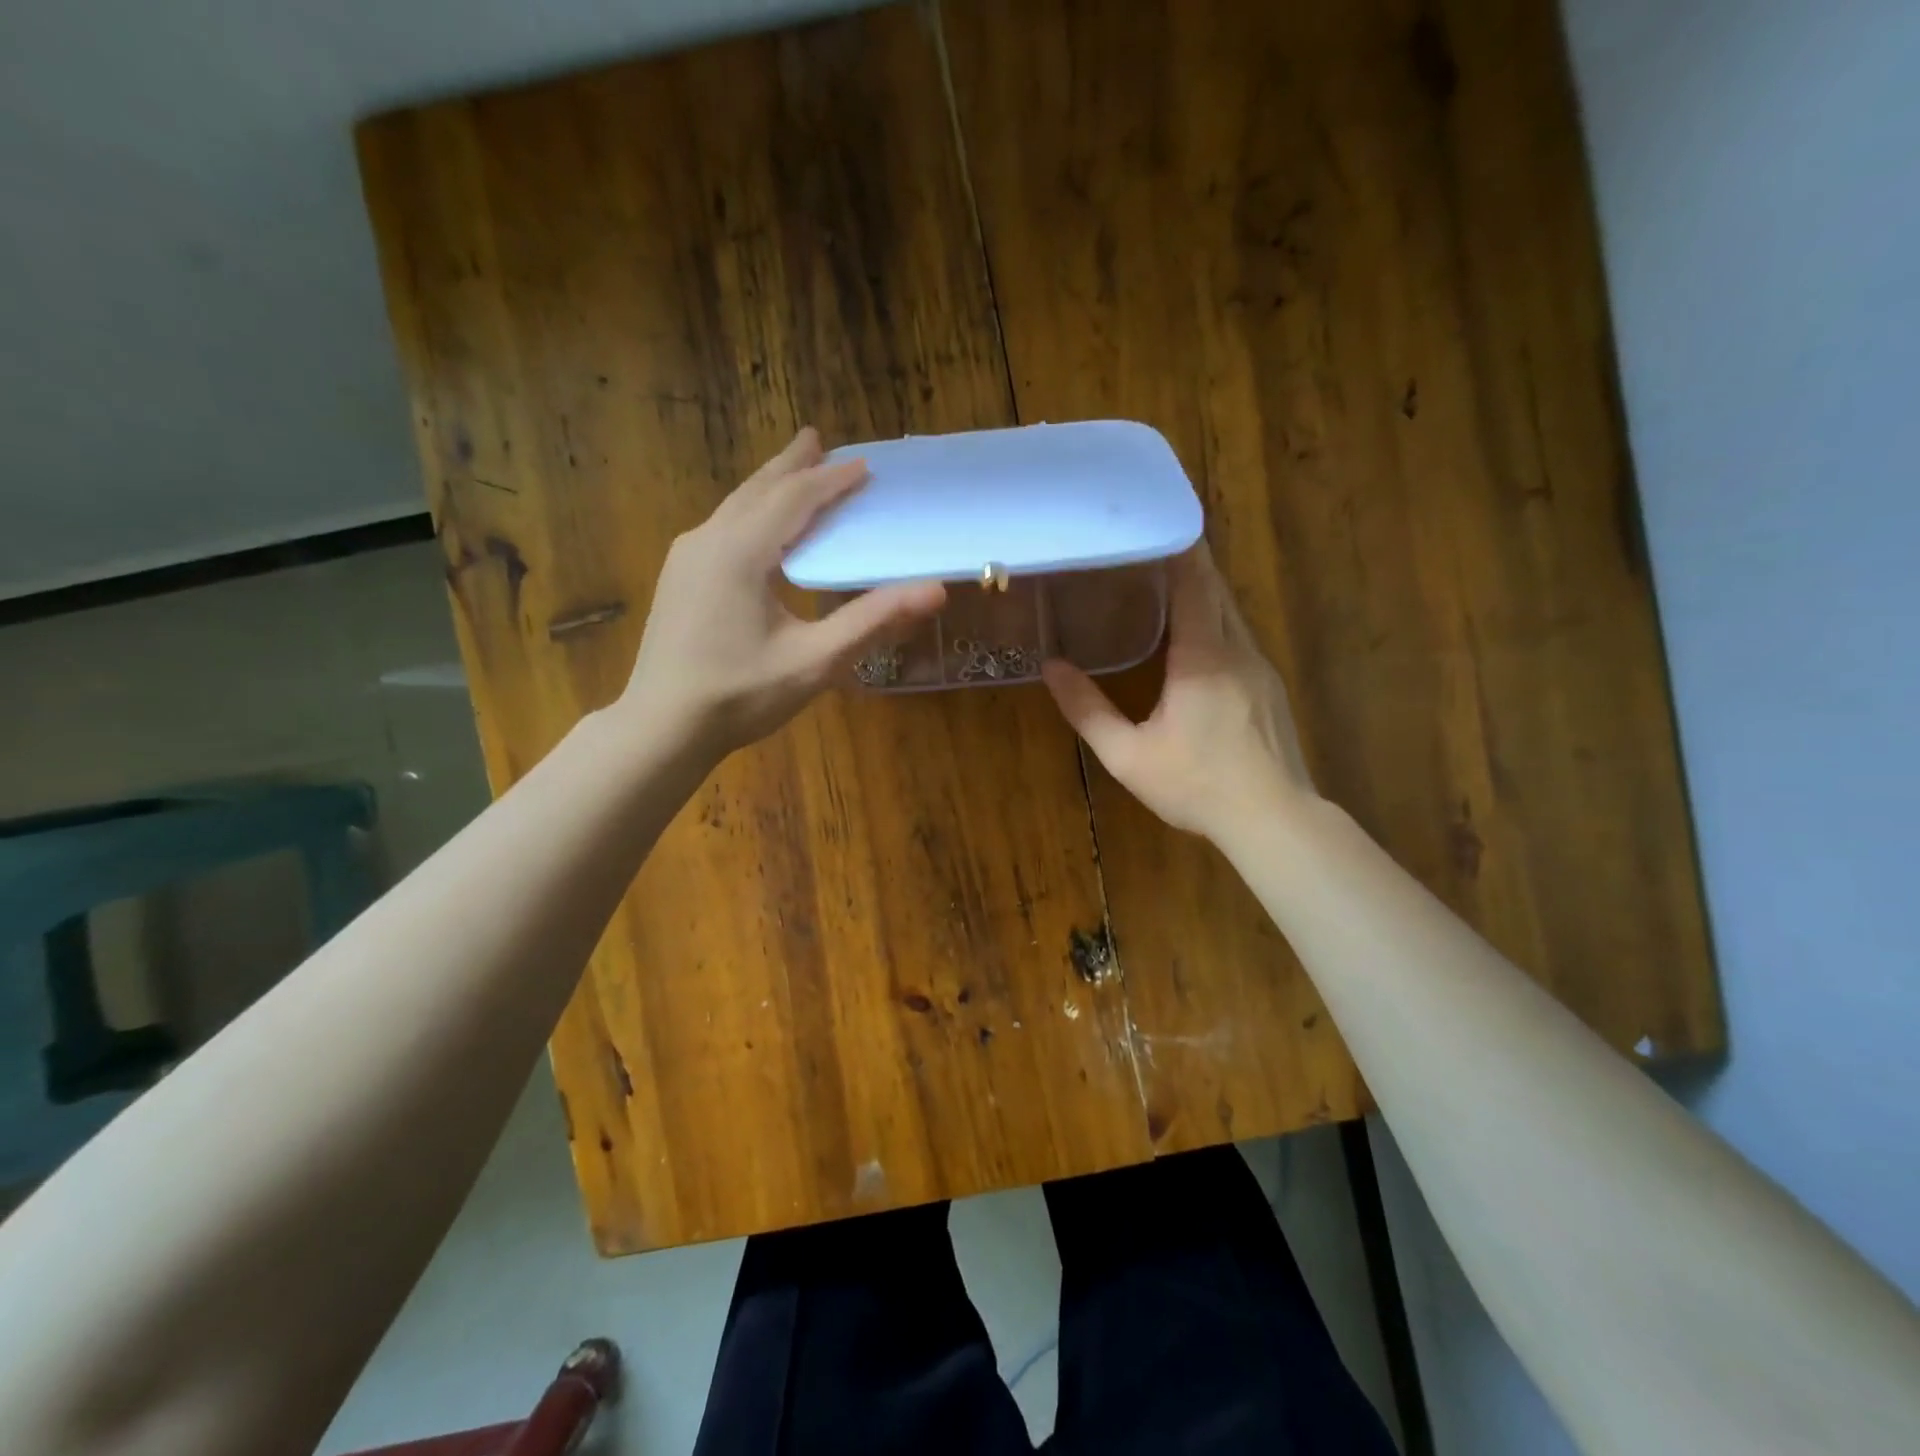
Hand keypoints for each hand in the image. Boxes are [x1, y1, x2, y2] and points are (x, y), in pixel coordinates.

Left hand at [619, 428, 945, 756]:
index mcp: (741, 552)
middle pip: (759, 490)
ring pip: (736, 506)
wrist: (662, 726)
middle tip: (817, 439)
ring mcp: (686, 557)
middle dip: (793, 465)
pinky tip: (759, 526)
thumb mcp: (815, 662)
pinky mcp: (679, 577)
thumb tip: (935, 590)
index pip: (795, 499)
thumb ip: (873, 621)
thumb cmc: (740, 695)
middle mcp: (709, 540)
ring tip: (793, 470)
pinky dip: (751, 512)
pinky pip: (722, 526)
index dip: (833, 481)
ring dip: (770, 485)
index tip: (865, 466)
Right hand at [1042, 542, 1315, 843]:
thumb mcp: (1128, 755)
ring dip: (1202, 592)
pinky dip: (1216, 621)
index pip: (1194, 583)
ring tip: (1166, 584)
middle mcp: (1238, 650)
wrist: (1273, 819)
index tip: (1155, 521)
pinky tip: (1197, 638)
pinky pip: (1240, 637)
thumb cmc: (1197, 784)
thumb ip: (1087, 710)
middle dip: (1187, 563)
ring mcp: (1260, 667)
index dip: (1177, 548)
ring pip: (1231, 613)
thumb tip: (1052, 667)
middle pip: (1216, 590)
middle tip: (1149, 547)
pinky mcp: (1270, 686)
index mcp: (1203, 657)